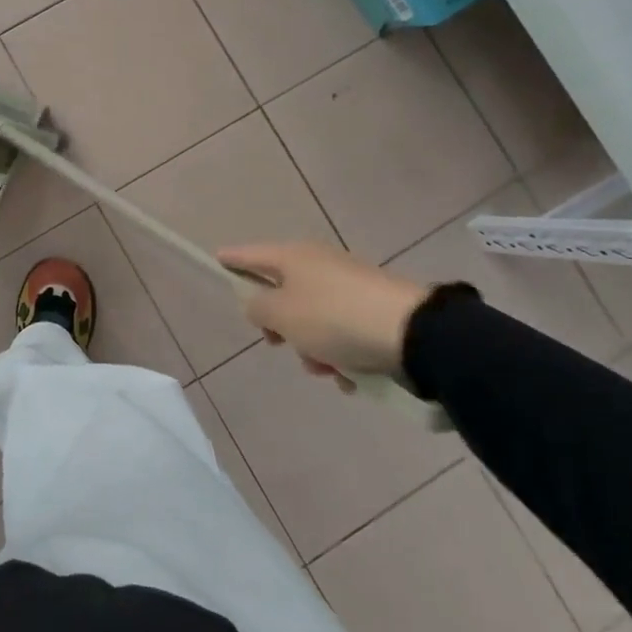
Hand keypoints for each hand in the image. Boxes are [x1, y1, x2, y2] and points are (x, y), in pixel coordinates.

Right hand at [217, 242, 429, 391]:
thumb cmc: (334, 318)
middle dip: (281, 326)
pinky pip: (344, 334)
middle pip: (284, 293)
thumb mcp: (283, 315)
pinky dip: (342, 355)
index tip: (217, 259)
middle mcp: (320, 265)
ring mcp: (350, 287)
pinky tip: (352, 376)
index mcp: (294, 257)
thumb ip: (258, 308)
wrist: (414, 334)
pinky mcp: (375, 311)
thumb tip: (258, 303)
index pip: (252, 255)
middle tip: (279, 344)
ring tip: (328, 369)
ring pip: (314, 320)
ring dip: (314, 348)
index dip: (232, 259)